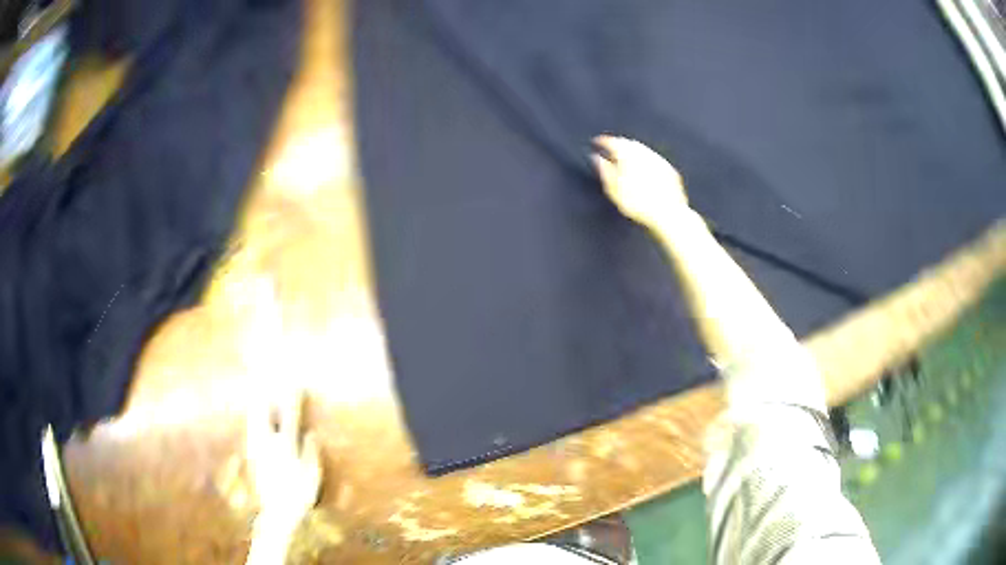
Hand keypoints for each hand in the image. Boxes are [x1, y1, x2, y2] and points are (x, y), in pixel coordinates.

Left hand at [246, 389, 321, 526]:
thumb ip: (310, 452)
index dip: (294, 399)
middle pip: (264, 412)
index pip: (290, 416)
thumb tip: (310, 433)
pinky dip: (253, 417)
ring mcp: (257, 448)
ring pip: (254, 419)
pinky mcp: (252, 455)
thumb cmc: (300, 495)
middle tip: (268, 378)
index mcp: (286, 446)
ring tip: (258, 390)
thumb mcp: (312, 475)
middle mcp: (269, 443)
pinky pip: (251, 429)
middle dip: (267, 394)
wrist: (278, 512)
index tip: (297, 384)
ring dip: (257, 403)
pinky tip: (253, 416)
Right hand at [591, 135, 689, 228]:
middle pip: (628, 143)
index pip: (611, 141)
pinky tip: (644, 172)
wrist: (668, 214)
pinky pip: (654, 160)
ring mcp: (658, 160)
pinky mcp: (669, 170)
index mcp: (627, 154)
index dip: (602, 141)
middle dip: (618, 145)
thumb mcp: (613, 189)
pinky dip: (646, 162)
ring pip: (642, 150)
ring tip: (626, 161)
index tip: (597, 143)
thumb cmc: (639, 204)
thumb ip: (604, 170)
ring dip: (632, 152)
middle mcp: (644, 153)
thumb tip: (596, 158)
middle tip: (610, 151)